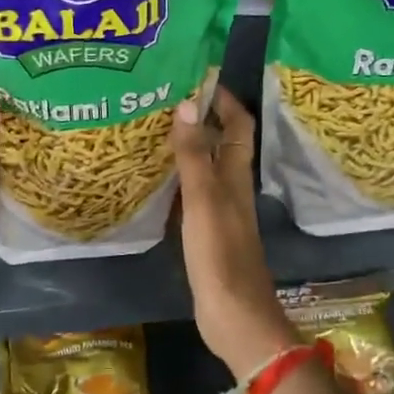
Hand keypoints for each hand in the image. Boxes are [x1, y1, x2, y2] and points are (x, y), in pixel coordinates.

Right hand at [171, 87, 297, 378]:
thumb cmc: (220, 256)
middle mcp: (232, 189)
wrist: (234, 318)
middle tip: (165, 98)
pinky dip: (178, 177)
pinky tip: (155, 177)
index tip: (198, 76)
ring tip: (154, 128)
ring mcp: (220, 212)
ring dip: (189, 146)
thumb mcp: (203, 201)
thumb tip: (187, 104)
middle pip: (222, 143)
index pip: (239, 126)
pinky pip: (192, 193)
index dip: (224, 99)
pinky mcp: (207, 233)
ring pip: (207, 167)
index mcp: (237, 177)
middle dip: (201, 118)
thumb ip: (195, 155)